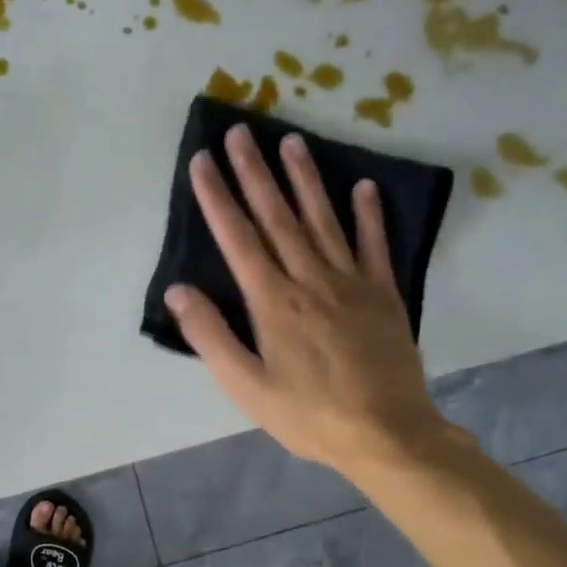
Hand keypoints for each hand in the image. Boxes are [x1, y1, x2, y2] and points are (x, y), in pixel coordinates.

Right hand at [163, 125, 455, 479]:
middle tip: (241, 132)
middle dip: (254, 173)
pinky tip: (362, 186)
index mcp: (273, 302)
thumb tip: (178, 291)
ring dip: (304, 179)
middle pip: (277, 217)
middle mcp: (310, 280)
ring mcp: (351, 283)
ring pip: (323, 219)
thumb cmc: (308, 414)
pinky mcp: (383, 294)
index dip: (218, 198)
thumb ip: (210, 336)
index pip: (238, 238)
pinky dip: (368, 214)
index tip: (203, 161)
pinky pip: (373, 245)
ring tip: (290, 141)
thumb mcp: (245, 386)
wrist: (388, 434)